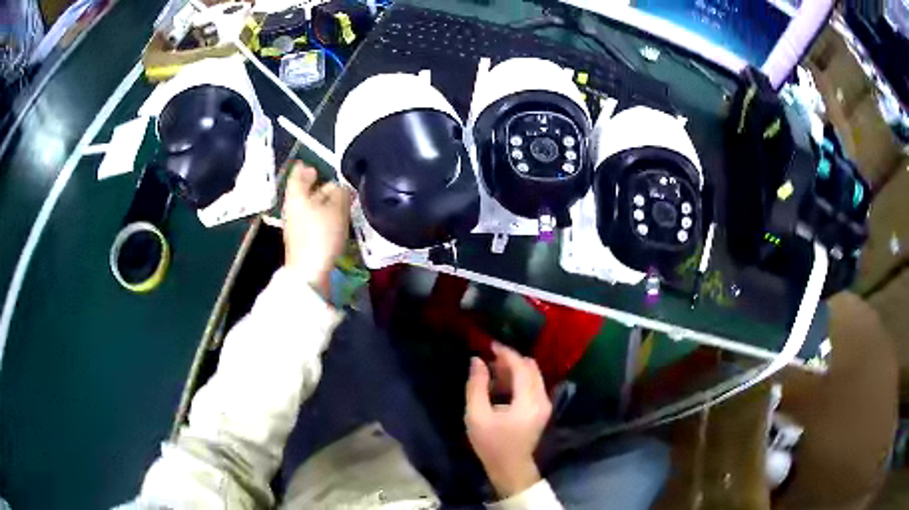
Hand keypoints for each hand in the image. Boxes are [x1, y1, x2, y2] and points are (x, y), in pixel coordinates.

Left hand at [282, 162, 351, 290]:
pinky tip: (335, 219)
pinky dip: (322, 215)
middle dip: (319, 186)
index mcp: (297, 196)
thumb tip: (342, 187)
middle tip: (334, 183)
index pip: (297, 175)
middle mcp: (293, 208)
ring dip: (323, 201)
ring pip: (309, 206)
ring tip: (339, 201)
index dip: (305, 168)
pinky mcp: (302, 239)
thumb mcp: (337, 209)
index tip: (312, 165)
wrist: (309, 271)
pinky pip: (312, 220)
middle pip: (304, 191)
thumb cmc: (321, 235)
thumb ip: (341, 193)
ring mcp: (296, 225)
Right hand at [465, 343, 552, 497]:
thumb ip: (476, 386)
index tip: (489, 345)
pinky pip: (533, 384)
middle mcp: (542, 399)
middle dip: (511, 359)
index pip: (521, 367)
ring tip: (492, 371)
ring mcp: (545, 404)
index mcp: (528, 401)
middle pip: (531, 367)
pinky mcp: (542, 409)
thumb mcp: (477, 416)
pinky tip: (501, 384)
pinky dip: (519, 379)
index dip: (506, 353)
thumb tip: (477, 360)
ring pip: (533, 375)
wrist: (510, 468)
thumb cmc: (491, 444)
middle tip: (489, 359)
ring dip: (515, 369)